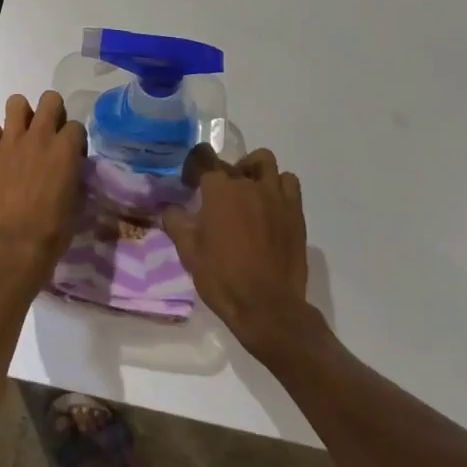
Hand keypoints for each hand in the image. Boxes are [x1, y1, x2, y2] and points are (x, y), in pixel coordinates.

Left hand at [0, 92, 85, 293]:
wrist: (12, 247)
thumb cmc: (51, 233)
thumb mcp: (75, 200)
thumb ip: (72, 173)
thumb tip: (67, 167)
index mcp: (66, 149)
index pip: (76, 125)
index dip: (74, 138)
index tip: (70, 153)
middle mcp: (40, 136)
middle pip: (50, 99)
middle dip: (52, 111)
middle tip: (47, 133)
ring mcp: (11, 140)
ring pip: (16, 102)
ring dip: (21, 115)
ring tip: (20, 135)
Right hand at [162, 146, 319, 358]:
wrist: (268, 308)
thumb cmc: (223, 278)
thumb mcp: (188, 252)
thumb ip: (176, 221)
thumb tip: (171, 207)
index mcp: (218, 190)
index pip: (202, 158)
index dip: (193, 167)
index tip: (189, 184)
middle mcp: (247, 183)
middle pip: (231, 163)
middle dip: (220, 175)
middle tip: (215, 199)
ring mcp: (275, 195)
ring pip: (264, 161)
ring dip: (252, 170)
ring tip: (246, 191)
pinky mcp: (295, 210)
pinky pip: (288, 182)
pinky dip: (278, 185)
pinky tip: (270, 204)